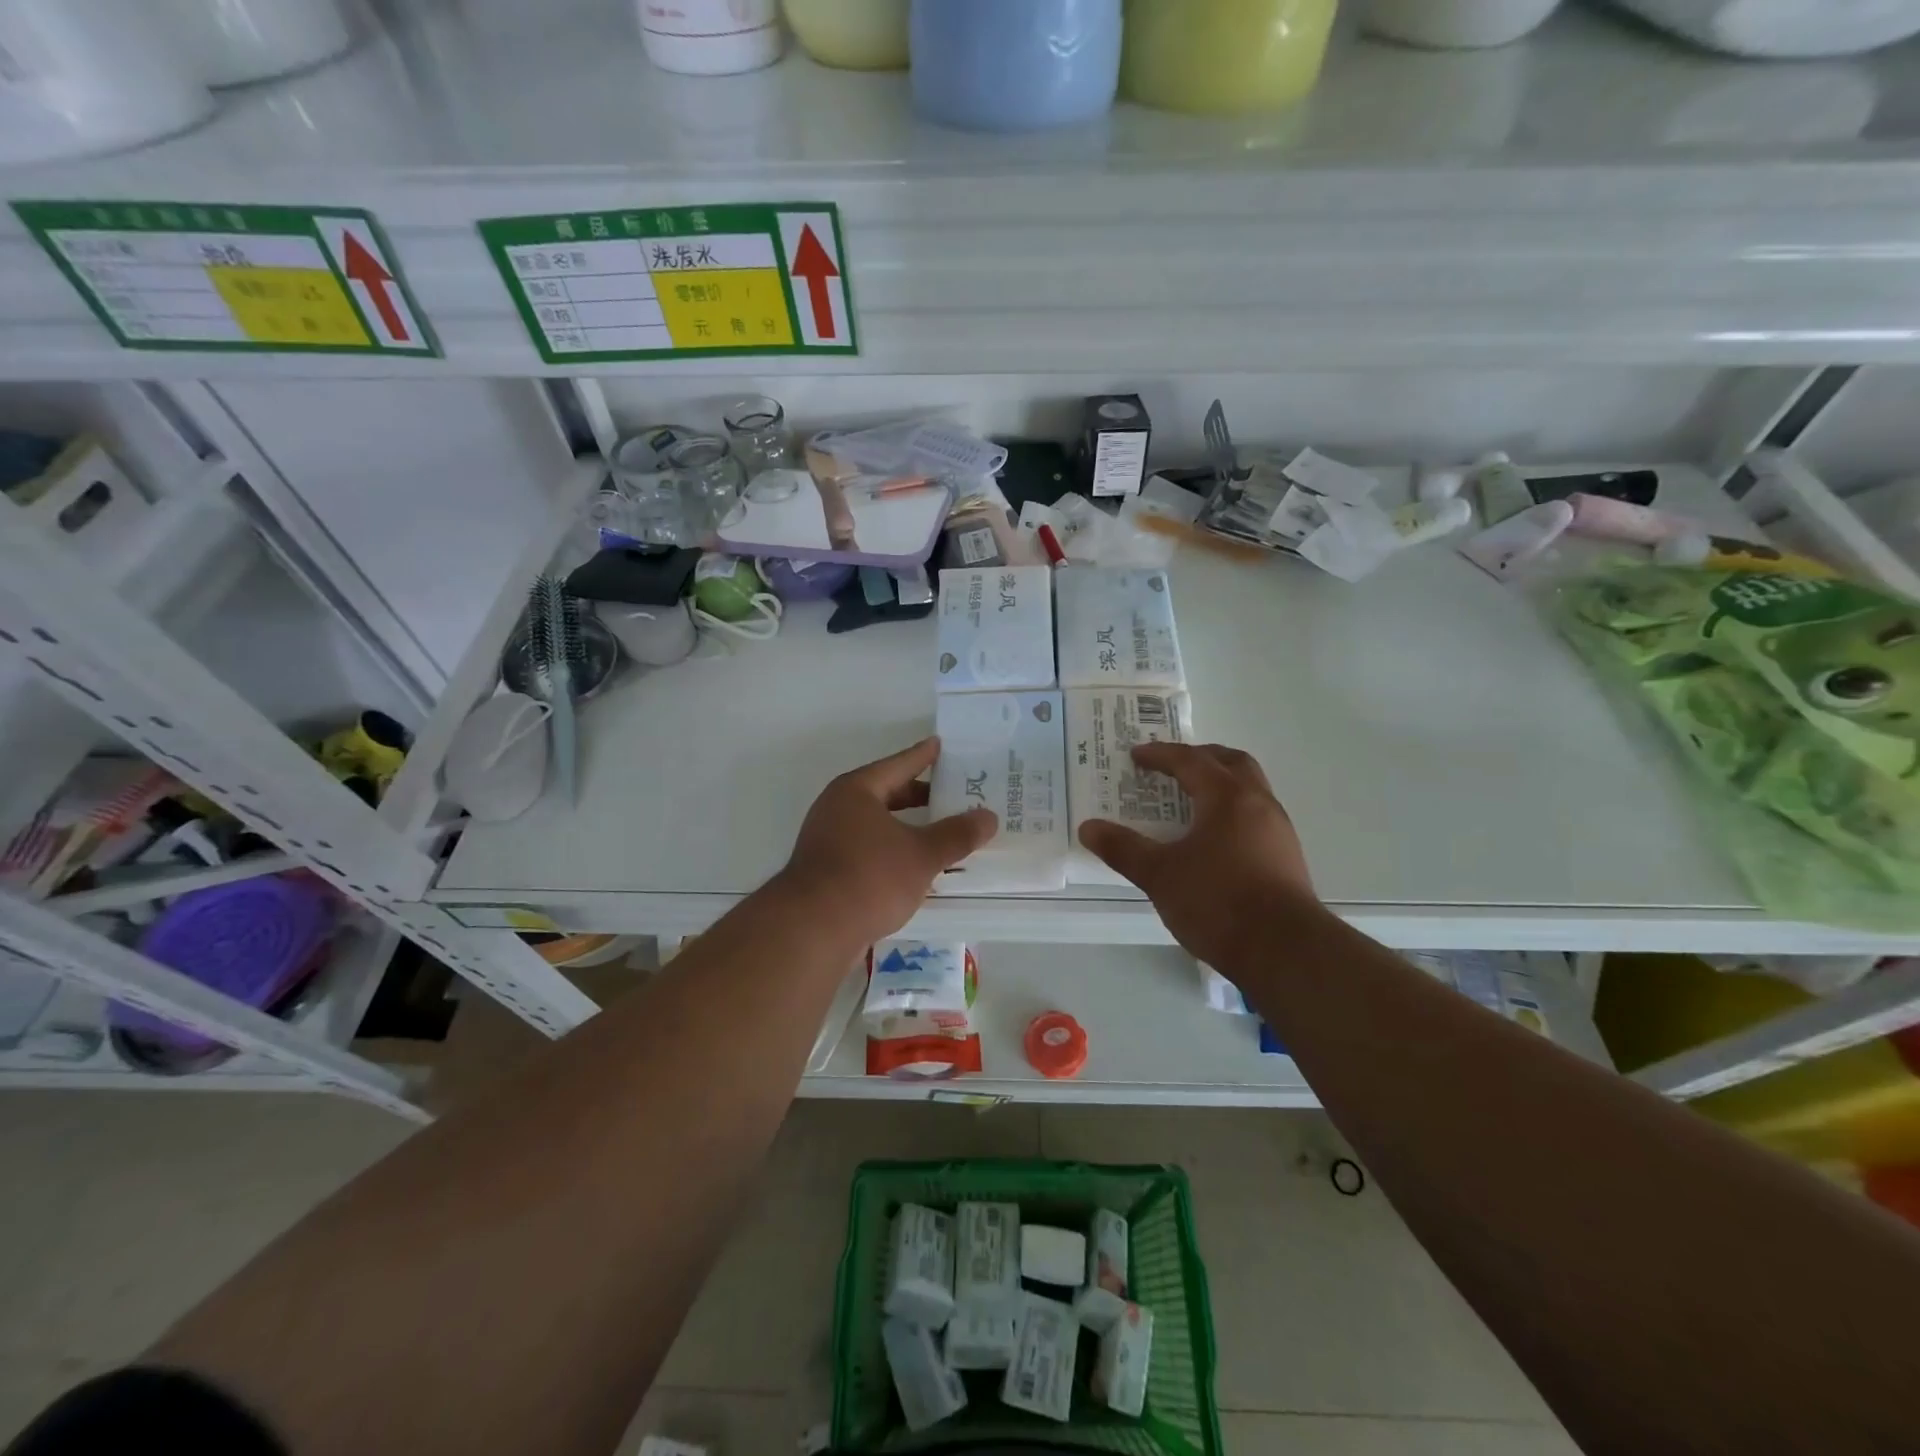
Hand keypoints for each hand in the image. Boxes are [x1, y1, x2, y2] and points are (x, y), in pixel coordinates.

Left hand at [777, 737, 996, 949]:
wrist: (811, 930)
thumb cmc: (869, 878)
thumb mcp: (922, 854)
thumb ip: (957, 834)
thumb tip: (989, 817)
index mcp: (857, 791)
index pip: (898, 765)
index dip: (923, 756)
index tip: (941, 744)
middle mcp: (837, 808)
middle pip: (886, 794)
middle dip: (919, 796)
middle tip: (954, 795)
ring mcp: (827, 840)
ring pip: (877, 825)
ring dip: (908, 828)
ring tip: (941, 832)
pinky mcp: (826, 871)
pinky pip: (868, 850)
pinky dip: (893, 851)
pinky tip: (915, 867)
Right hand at [1079, 743, 1317, 969]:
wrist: (1285, 951)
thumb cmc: (1218, 902)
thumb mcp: (1160, 875)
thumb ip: (1123, 849)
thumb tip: (1088, 828)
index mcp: (1227, 798)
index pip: (1191, 761)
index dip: (1161, 755)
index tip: (1136, 756)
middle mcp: (1258, 804)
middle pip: (1232, 762)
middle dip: (1200, 758)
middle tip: (1173, 766)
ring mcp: (1279, 831)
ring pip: (1250, 789)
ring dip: (1221, 784)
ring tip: (1192, 801)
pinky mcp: (1287, 858)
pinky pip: (1257, 816)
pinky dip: (1232, 811)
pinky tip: (1215, 839)